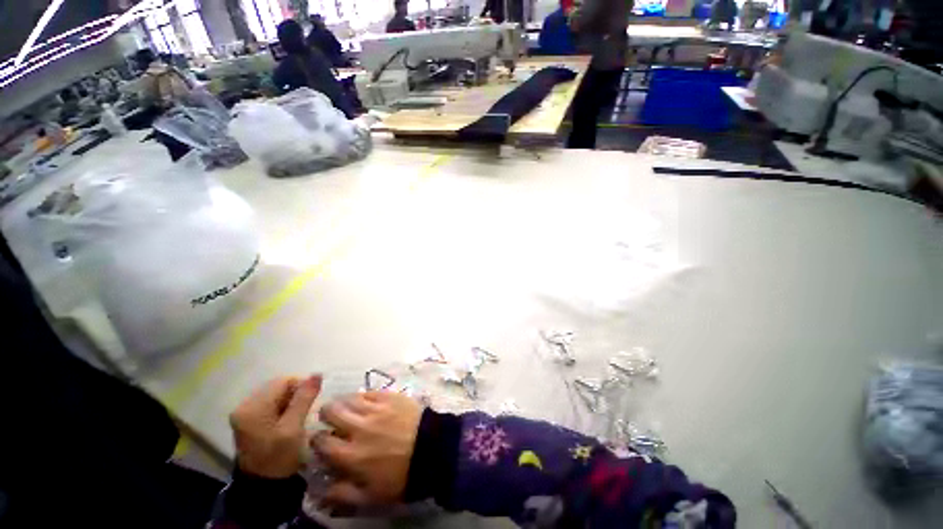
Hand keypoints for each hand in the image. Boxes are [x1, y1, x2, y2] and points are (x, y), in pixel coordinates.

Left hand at [230, 375, 322, 477]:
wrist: (263, 487)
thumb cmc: (279, 458)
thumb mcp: (294, 428)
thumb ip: (304, 399)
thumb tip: (317, 374)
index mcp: (252, 407)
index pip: (283, 381)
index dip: (302, 387)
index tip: (313, 402)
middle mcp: (244, 406)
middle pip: (278, 386)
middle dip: (296, 394)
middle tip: (307, 411)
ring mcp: (245, 413)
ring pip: (276, 394)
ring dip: (291, 401)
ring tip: (299, 417)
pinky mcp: (249, 420)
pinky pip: (271, 403)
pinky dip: (284, 407)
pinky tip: (289, 420)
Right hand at [312, 391, 423, 505]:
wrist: (432, 448)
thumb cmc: (402, 476)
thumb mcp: (371, 497)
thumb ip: (342, 495)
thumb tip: (320, 490)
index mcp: (350, 454)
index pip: (321, 441)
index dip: (317, 439)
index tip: (321, 440)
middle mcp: (358, 428)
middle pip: (331, 411)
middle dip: (327, 414)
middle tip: (332, 419)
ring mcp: (375, 409)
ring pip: (349, 398)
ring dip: (344, 402)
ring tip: (347, 407)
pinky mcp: (390, 396)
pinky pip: (369, 392)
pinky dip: (363, 397)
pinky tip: (366, 401)